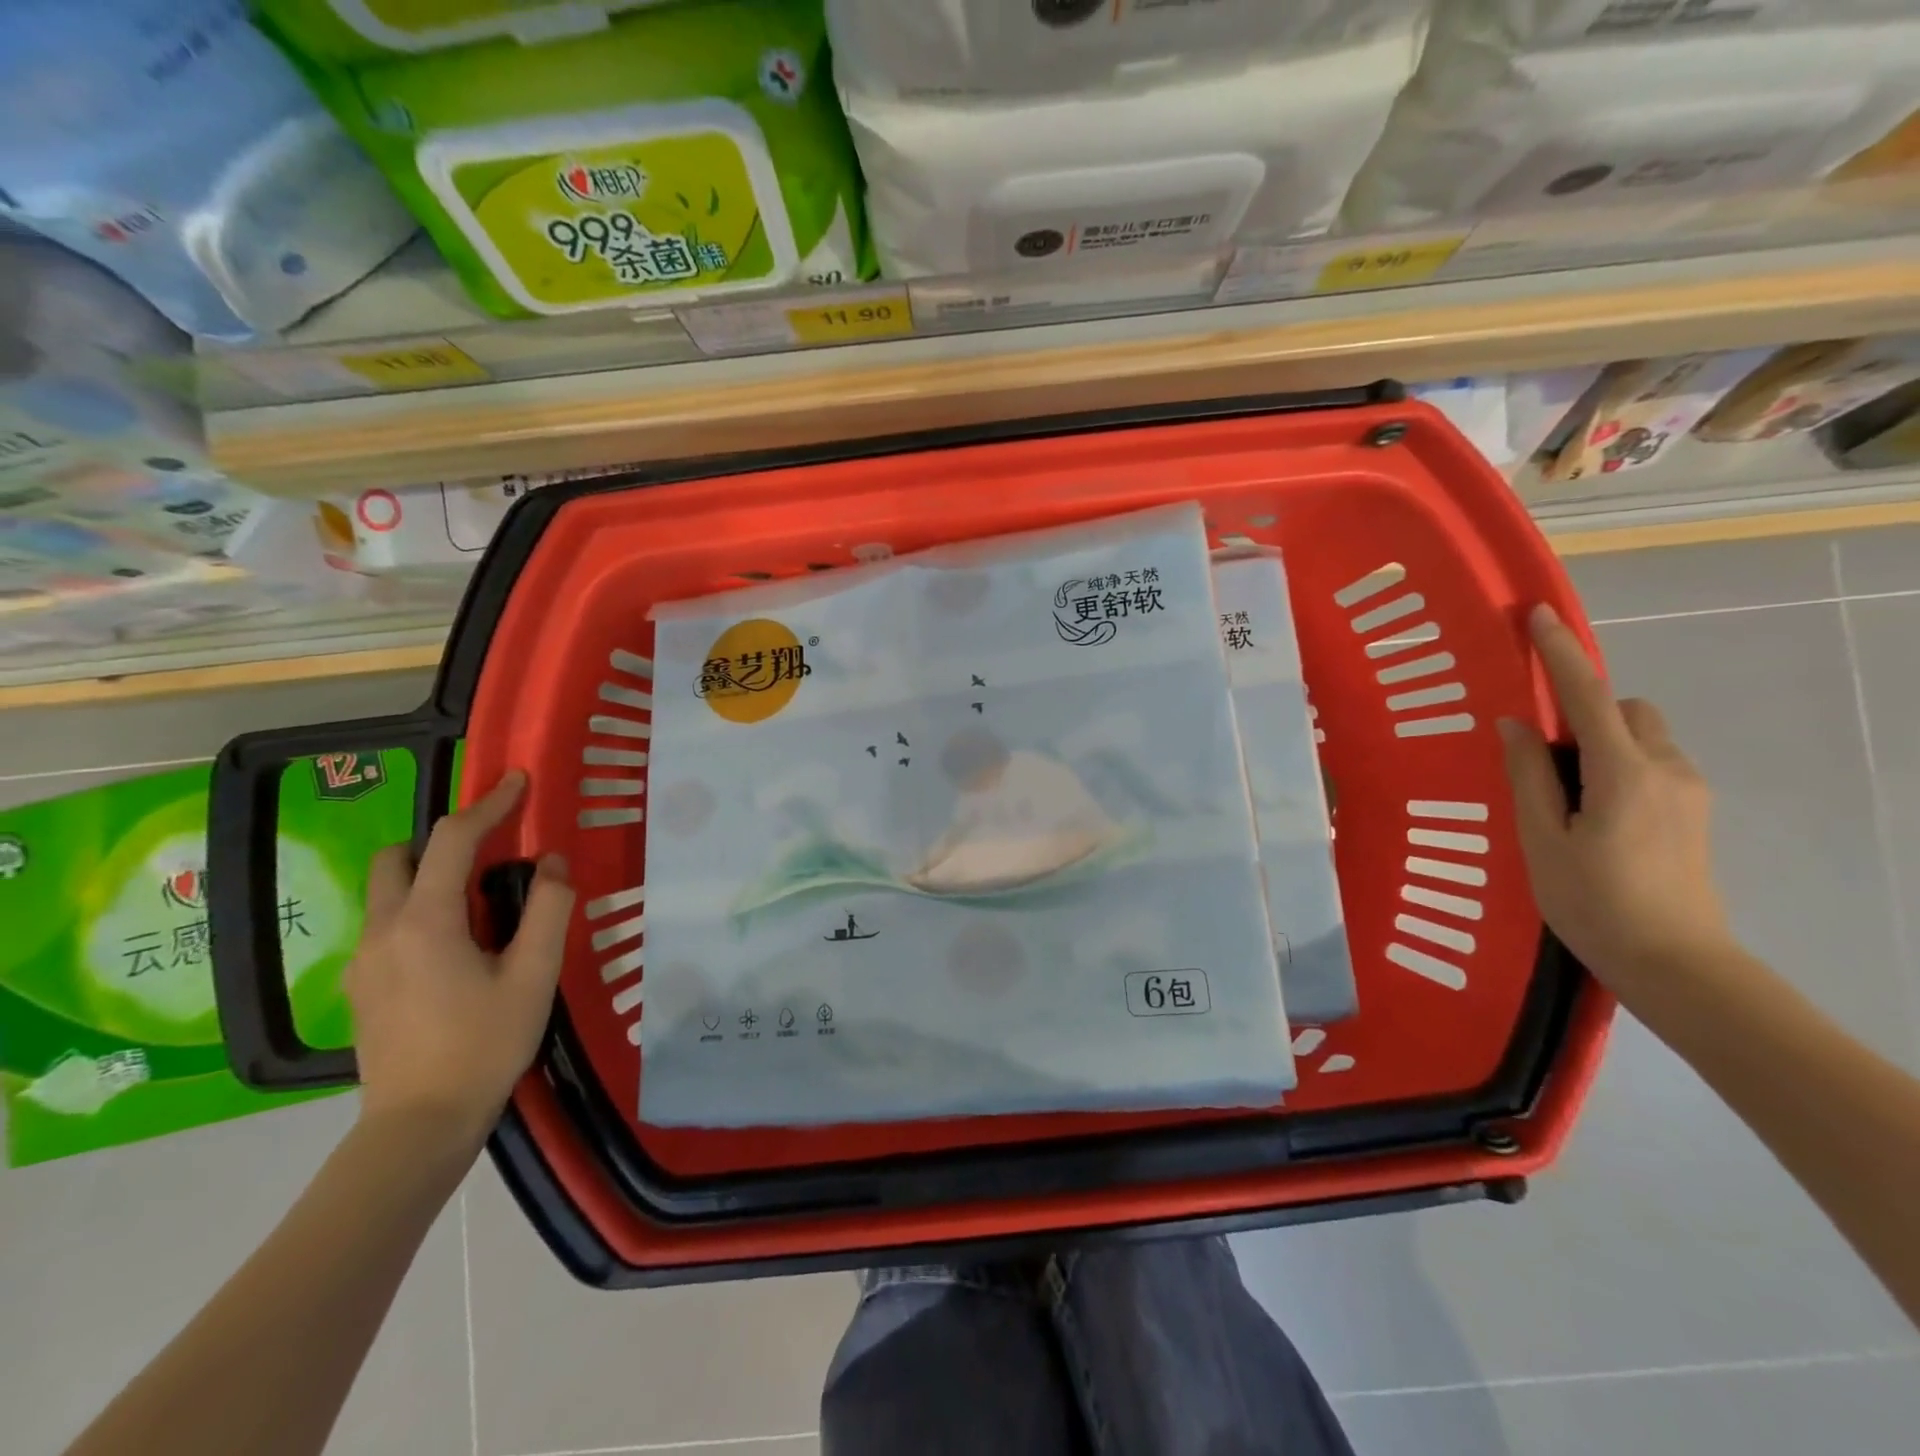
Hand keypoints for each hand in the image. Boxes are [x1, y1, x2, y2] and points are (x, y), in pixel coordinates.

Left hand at [345, 771, 574, 1150]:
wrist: (419, 1125)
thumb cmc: (485, 1044)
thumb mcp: (535, 975)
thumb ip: (549, 910)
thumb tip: (553, 862)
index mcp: (427, 921)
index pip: (454, 840)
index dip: (490, 804)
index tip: (517, 781)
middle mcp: (383, 930)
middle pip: (399, 857)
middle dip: (443, 841)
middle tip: (492, 856)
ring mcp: (363, 961)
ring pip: (387, 891)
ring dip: (431, 876)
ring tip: (481, 906)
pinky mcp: (360, 987)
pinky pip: (387, 924)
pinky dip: (419, 910)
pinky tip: (457, 948)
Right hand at [1499, 604, 1736, 998]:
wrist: (1676, 964)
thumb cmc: (1593, 901)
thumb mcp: (1542, 839)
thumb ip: (1529, 777)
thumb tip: (1515, 725)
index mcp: (1624, 773)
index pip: (1587, 695)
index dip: (1560, 653)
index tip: (1537, 615)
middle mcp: (1666, 769)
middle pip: (1626, 710)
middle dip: (1585, 711)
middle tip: (1541, 757)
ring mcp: (1688, 791)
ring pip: (1640, 738)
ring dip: (1600, 744)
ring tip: (1561, 796)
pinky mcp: (1693, 813)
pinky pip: (1650, 765)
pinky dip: (1616, 767)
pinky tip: (1589, 815)